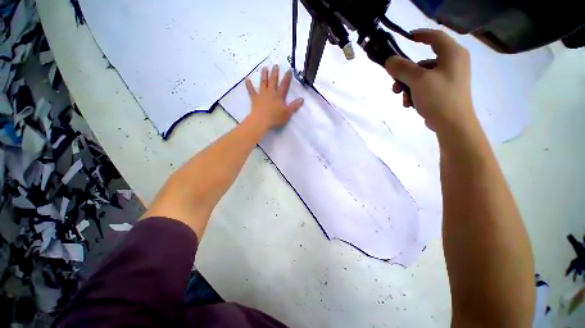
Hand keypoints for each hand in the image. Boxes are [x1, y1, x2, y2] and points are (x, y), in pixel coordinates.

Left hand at [245, 65, 303, 130]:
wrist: (261, 120)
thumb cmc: (275, 117)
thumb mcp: (288, 113)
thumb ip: (294, 106)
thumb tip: (302, 99)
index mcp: (279, 96)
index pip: (284, 85)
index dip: (287, 78)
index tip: (289, 70)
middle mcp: (270, 92)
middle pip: (273, 81)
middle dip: (275, 73)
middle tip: (275, 65)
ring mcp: (262, 95)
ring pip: (263, 83)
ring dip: (264, 75)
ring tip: (264, 68)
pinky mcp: (255, 99)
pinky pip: (251, 91)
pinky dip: (249, 85)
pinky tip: (246, 79)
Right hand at [385, 29, 476, 132]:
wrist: (452, 124)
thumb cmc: (439, 97)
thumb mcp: (418, 80)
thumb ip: (402, 68)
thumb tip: (389, 60)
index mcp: (452, 54)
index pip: (435, 37)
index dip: (420, 35)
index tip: (405, 38)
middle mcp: (453, 63)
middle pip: (423, 62)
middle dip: (405, 74)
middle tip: (394, 84)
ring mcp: (449, 78)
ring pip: (421, 77)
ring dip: (408, 87)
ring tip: (403, 99)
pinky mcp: (444, 91)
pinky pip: (425, 87)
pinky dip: (415, 93)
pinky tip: (410, 104)